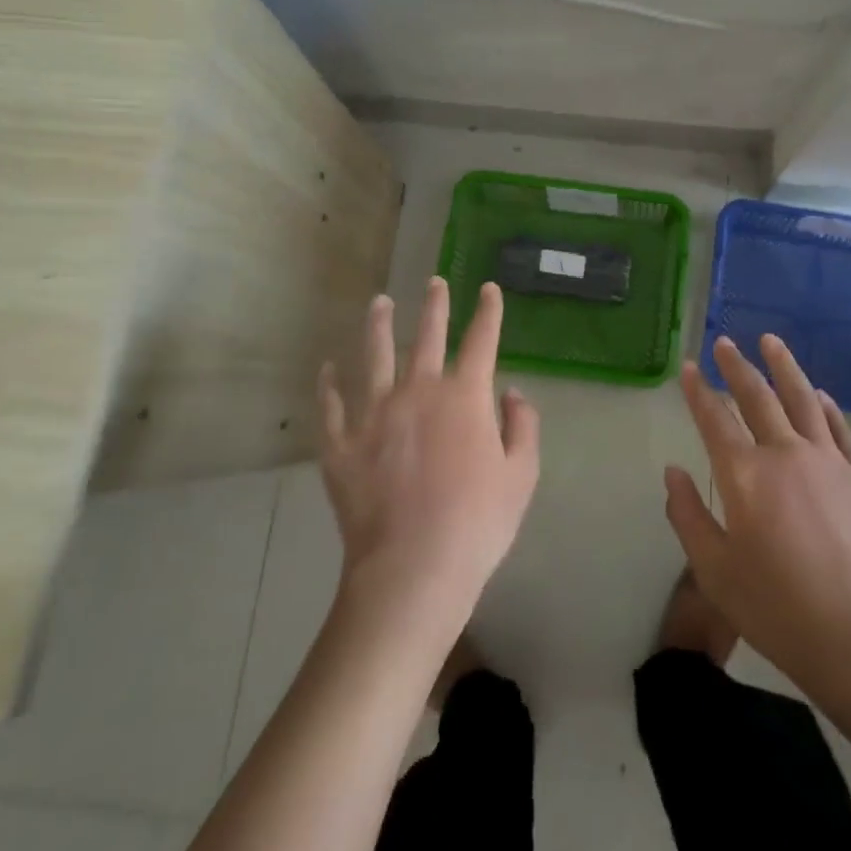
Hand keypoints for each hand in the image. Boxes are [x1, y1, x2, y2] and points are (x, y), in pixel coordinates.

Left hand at [318, 278, 539, 627]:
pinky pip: (331, 406)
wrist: (413, 568)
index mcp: (465, 397)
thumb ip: (522, 427)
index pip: (481, 340)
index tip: (488, 289)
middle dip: (434, 306)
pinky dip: (329, 385)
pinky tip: (327, 368)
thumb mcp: (521, 476)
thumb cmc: (478, 523)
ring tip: (379, 302)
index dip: (488, 312)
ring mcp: (374, 415)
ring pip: (374, 357)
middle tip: (434, 282)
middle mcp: (418, 392)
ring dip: (378, 326)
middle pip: (427, 338)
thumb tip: (512, 393)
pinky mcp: (341, 444)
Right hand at [665, 334, 850, 699]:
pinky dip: (827, 407)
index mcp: (744, 475)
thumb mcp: (715, 572)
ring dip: (784, 367)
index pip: (714, 419)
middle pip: (758, 397)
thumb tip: (672, 472)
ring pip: (803, 399)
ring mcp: (830, 461)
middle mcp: (786, 454)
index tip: (688, 366)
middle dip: (737, 366)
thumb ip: (688, 516)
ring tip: (771, 341)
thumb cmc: (779, 609)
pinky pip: (841, 429)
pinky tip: (820, 395)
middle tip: (725, 342)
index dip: (698, 390)